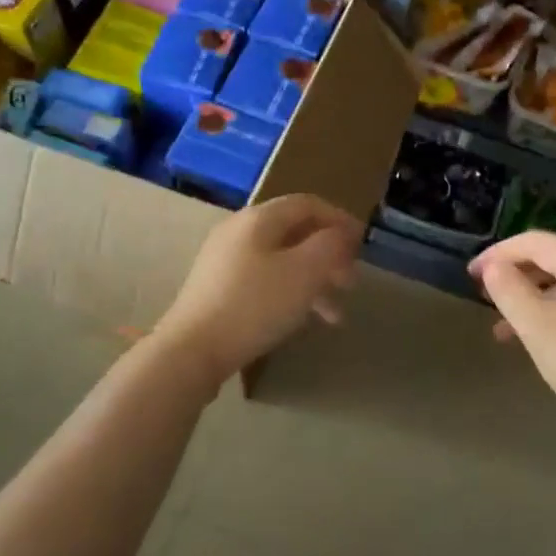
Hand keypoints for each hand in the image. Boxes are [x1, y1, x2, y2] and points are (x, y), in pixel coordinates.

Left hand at [155, 194, 359, 378]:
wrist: (192, 351)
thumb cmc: (255, 305)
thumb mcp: (304, 272)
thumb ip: (330, 245)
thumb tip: (340, 233)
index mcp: (259, 218)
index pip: (308, 204)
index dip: (340, 220)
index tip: (363, 245)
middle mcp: (239, 231)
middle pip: (296, 233)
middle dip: (329, 256)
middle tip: (351, 283)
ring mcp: (225, 261)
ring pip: (283, 261)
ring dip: (314, 281)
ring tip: (334, 314)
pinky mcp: (218, 289)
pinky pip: (265, 280)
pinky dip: (291, 294)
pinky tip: (303, 319)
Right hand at [470, 231, 555, 453]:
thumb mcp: (539, 327)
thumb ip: (510, 291)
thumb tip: (494, 266)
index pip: (535, 241)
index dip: (498, 253)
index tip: (470, 275)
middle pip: (553, 259)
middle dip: (515, 274)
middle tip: (485, 297)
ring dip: (532, 300)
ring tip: (504, 330)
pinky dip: (555, 316)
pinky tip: (543, 344)